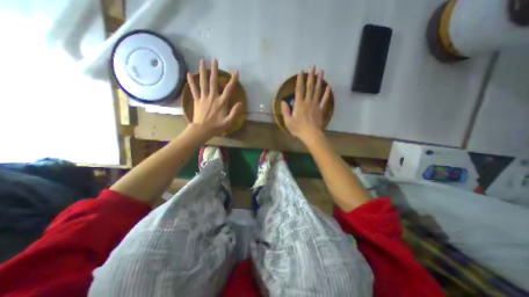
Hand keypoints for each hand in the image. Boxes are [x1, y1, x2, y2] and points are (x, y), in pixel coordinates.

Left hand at [186, 58, 242, 136]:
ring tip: (202, 61)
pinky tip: (189, 73)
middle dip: (215, 70)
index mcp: (221, 102)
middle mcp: (212, 97)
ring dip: (203, 71)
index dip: (233, 80)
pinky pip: (193, 89)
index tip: (236, 72)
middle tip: (215, 59)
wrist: (202, 130)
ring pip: (203, 82)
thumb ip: (235, 112)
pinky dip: (191, 81)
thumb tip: (240, 103)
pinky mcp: (197, 100)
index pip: (229, 89)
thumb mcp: (229, 121)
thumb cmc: (217, 126)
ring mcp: (203, 97)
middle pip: (213, 81)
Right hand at [281, 66, 328, 142]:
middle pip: (310, 87)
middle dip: (311, 76)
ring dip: (319, 80)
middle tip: (313, 66)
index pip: (299, 89)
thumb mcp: (288, 121)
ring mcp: (316, 105)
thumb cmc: (298, 128)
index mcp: (299, 104)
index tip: (301, 72)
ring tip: (321, 71)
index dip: (300, 80)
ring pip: (317, 90)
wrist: (311, 134)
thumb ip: (285, 110)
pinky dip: (327, 93)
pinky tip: (329, 86)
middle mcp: (308, 102)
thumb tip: (283, 101)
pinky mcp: (321, 109)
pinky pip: (324, 100)